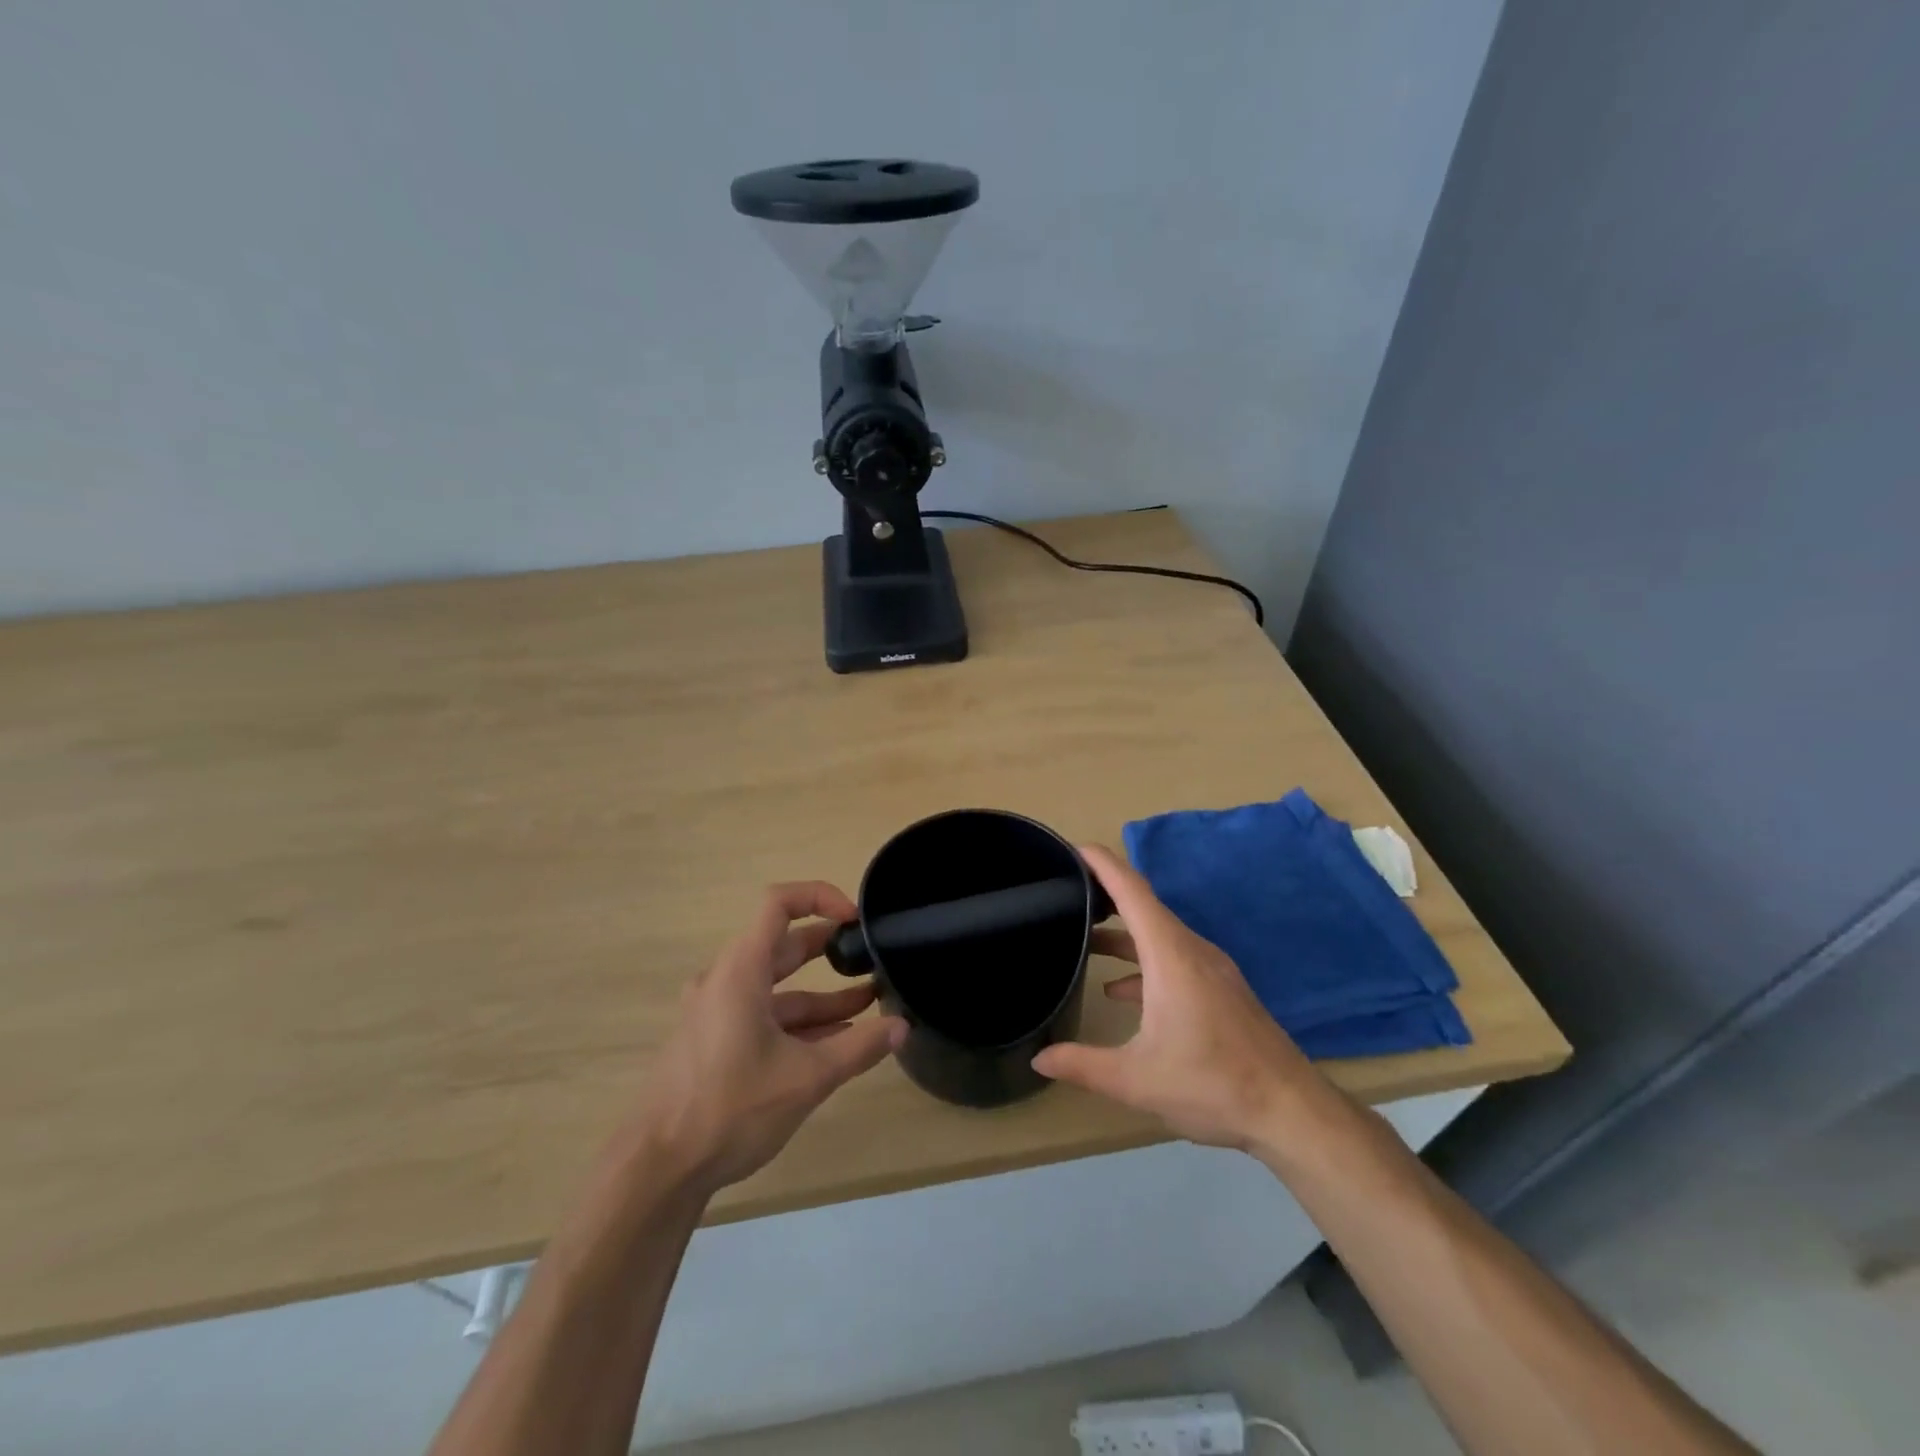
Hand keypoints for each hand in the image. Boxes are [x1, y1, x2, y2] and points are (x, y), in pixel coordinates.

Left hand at [625, 882, 906, 1196]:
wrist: (657, 1169)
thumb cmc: (730, 1109)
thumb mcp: (807, 1077)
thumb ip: (859, 1047)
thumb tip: (902, 1027)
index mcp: (741, 971)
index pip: (779, 903)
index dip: (821, 897)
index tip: (856, 919)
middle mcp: (725, 981)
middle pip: (782, 946)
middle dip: (829, 950)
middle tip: (870, 957)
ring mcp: (716, 1013)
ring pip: (776, 989)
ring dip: (820, 995)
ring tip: (868, 1004)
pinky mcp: (714, 1042)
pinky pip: (763, 1017)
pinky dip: (798, 1023)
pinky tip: (835, 1042)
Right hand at [1032, 845, 1328, 1149]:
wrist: (1291, 1111)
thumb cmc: (1212, 1084)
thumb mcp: (1137, 1080)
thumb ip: (1083, 1065)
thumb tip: (1039, 1057)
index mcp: (1170, 955)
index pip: (1131, 891)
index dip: (1101, 864)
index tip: (1071, 848)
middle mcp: (1192, 949)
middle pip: (1144, 905)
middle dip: (1104, 893)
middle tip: (1064, 891)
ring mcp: (1210, 968)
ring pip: (1158, 933)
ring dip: (1122, 931)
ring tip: (1084, 937)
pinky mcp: (1220, 988)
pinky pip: (1173, 956)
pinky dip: (1143, 960)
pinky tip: (1121, 990)